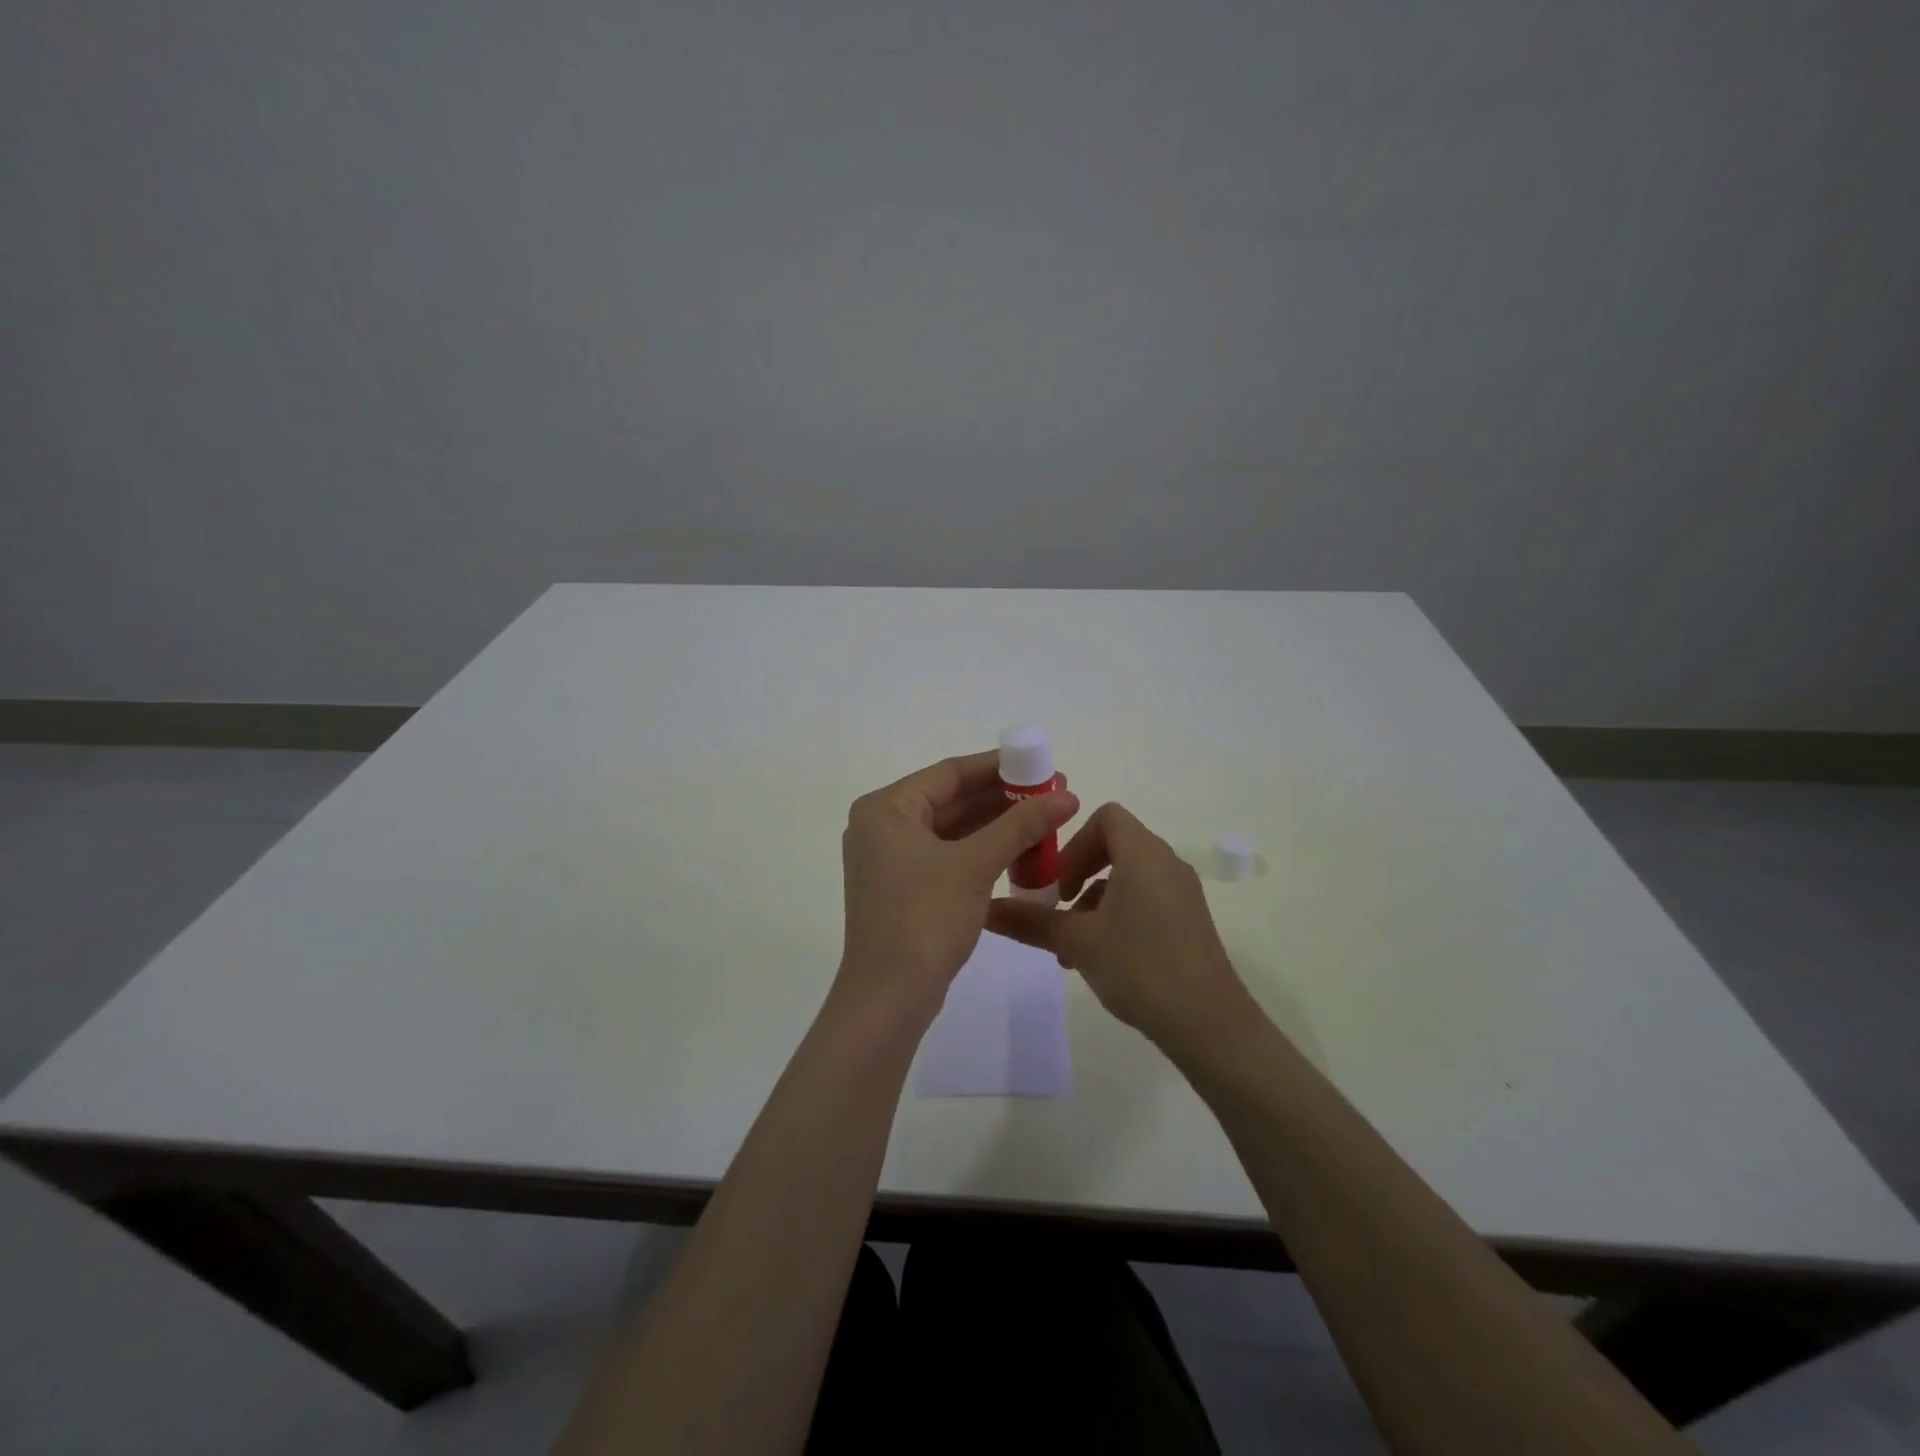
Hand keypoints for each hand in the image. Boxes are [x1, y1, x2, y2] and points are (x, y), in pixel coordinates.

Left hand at [836, 751, 1078, 1020]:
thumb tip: (1067, 795)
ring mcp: (891, 859)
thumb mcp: (976, 865)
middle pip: (951, 799)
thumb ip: (1021, 825)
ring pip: (952, 829)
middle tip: (1052, 794)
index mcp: (886, 808)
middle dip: (1003, 798)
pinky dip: (981, 851)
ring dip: (996, 825)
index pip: (950, 773)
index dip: (1000, 767)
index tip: (1042, 765)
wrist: (889, 997)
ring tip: (1045, 819)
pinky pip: (947, 855)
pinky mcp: (903, 887)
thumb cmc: (925, 918)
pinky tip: (1020, 850)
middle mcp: (882, 826)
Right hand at [987, 802, 1254, 1055]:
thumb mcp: (1077, 941)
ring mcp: (1182, 894)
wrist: (1209, 1023)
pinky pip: (1145, 902)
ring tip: (1071, 948)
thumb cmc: (1139, 966)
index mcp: (1143, 854)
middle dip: (1079, 874)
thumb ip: (1031, 921)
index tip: (1058, 880)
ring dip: (1094, 903)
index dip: (1075, 842)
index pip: (1106, 817)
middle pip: (1115, 847)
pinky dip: (1118, 917)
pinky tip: (1101, 960)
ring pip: (1128, 879)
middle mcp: (1167, 864)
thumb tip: (986, 910)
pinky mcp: (1189, 922)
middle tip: (1058, 908)